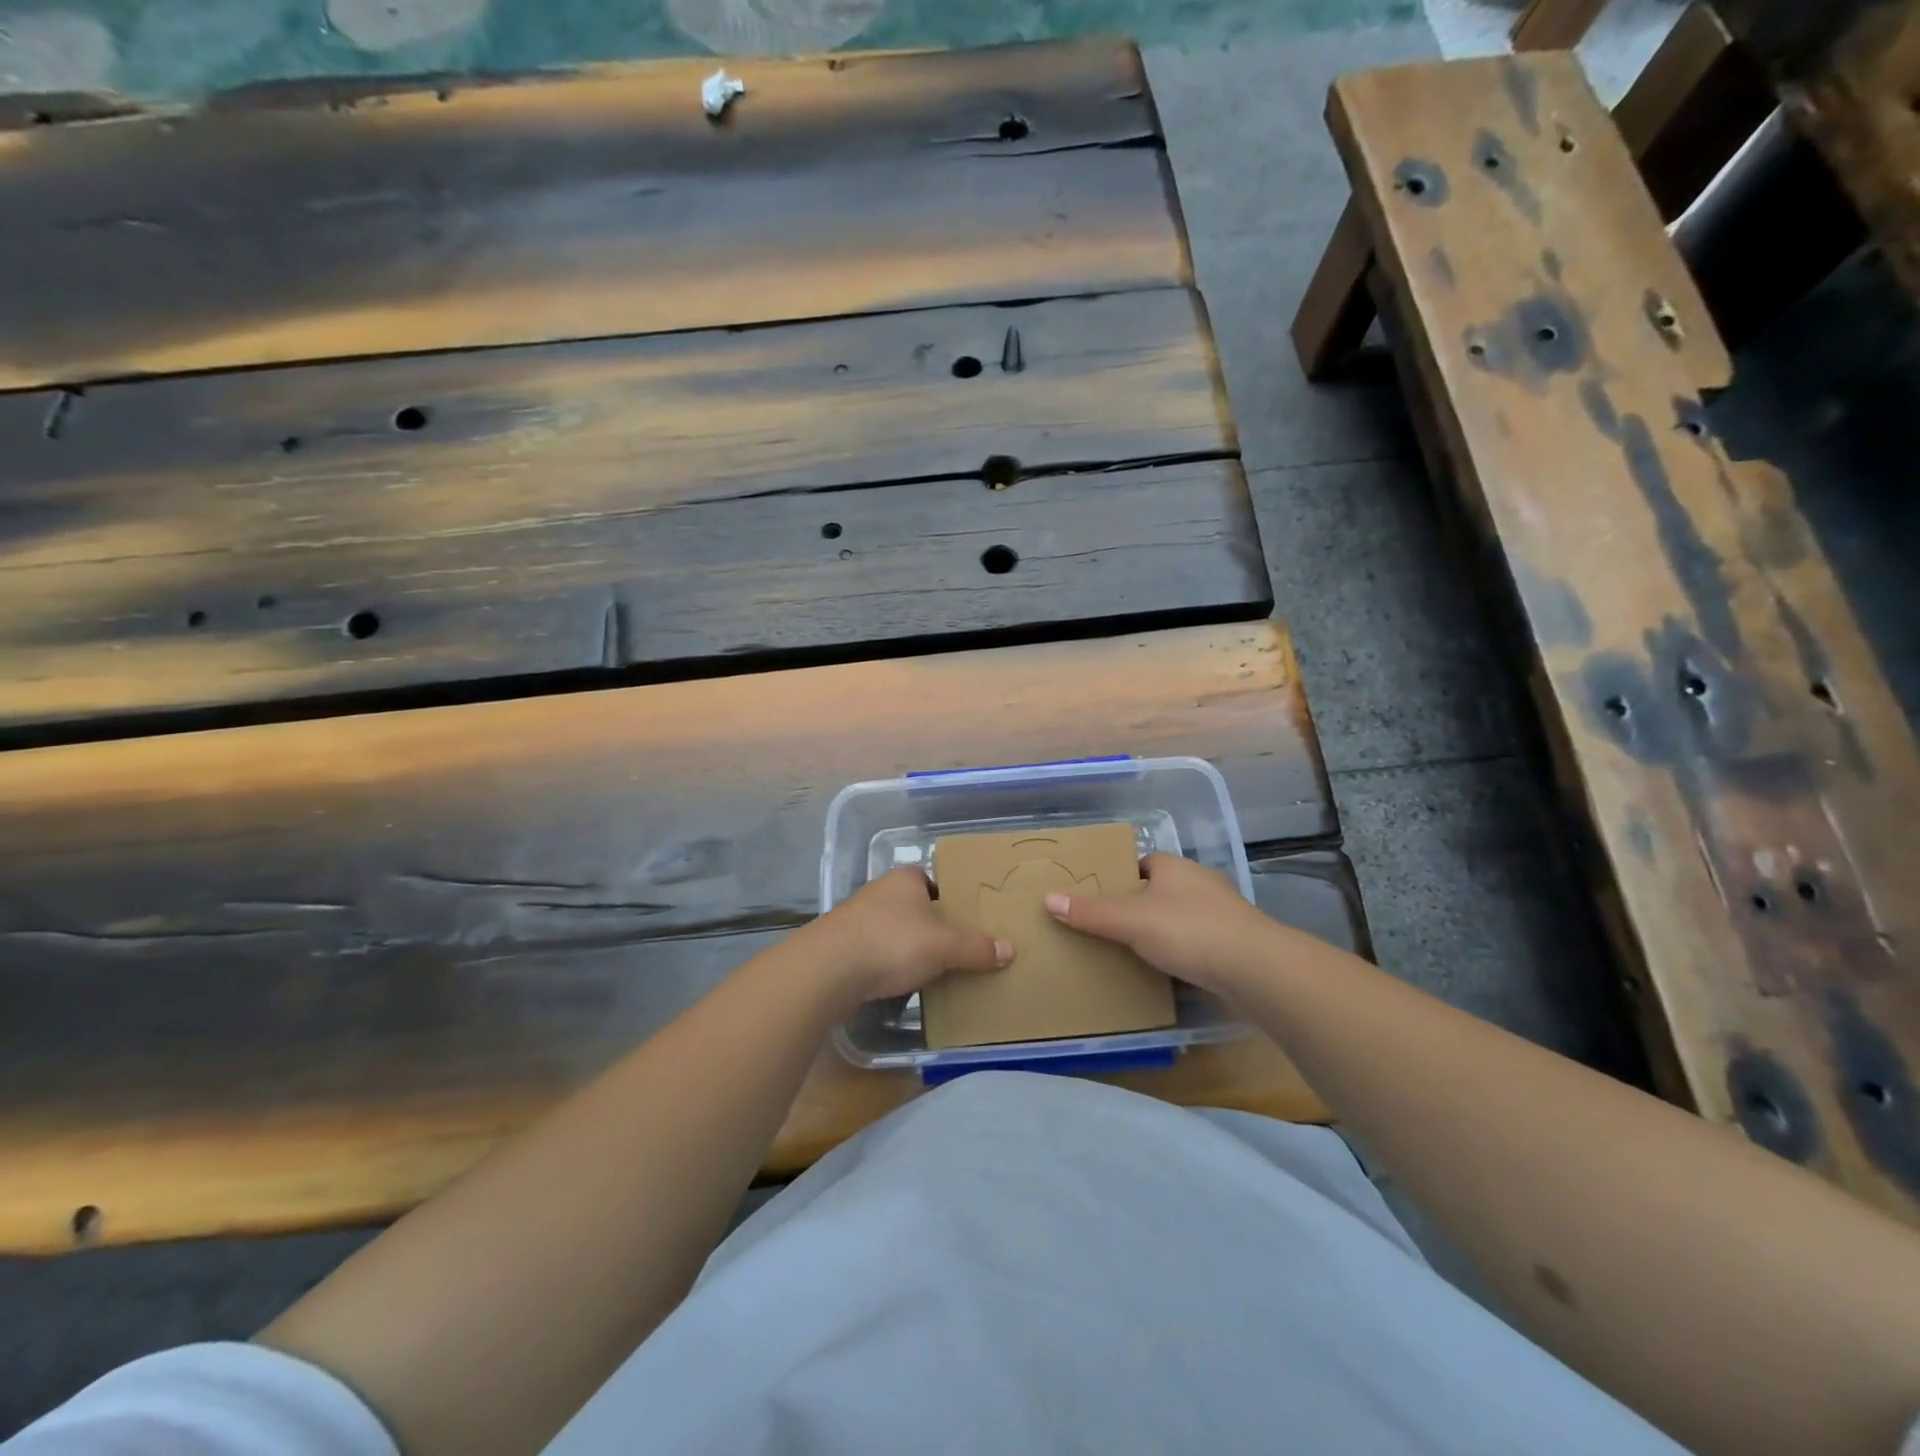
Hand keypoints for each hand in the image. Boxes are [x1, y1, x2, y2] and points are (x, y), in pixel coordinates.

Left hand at [809, 867, 1011, 1004]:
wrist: (827, 970)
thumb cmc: (892, 942)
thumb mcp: (944, 945)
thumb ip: (976, 947)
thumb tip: (1010, 950)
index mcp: (905, 879)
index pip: (933, 880)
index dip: (951, 898)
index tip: (967, 920)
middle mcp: (879, 892)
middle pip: (915, 907)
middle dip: (932, 927)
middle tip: (958, 949)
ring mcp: (857, 920)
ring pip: (894, 931)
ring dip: (909, 948)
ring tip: (934, 971)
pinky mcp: (842, 948)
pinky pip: (876, 954)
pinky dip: (889, 966)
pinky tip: (901, 984)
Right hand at [1044, 852, 1273, 995]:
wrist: (1256, 970)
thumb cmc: (1189, 931)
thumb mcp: (1131, 920)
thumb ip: (1091, 912)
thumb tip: (1048, 898)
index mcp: (1175, 867)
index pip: (1142, 864)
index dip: (1120, 878)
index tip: (1097, 898)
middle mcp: (1199, 884)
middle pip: (1159, 892)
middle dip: (1137, 908)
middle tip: (1105, 928)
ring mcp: (1220, 915)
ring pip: (1178, 919)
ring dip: (1160, 933)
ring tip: (1129, 953)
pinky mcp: (1233, 946)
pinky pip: (1196, 945)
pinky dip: (1180, 955)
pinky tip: (1164, 973)